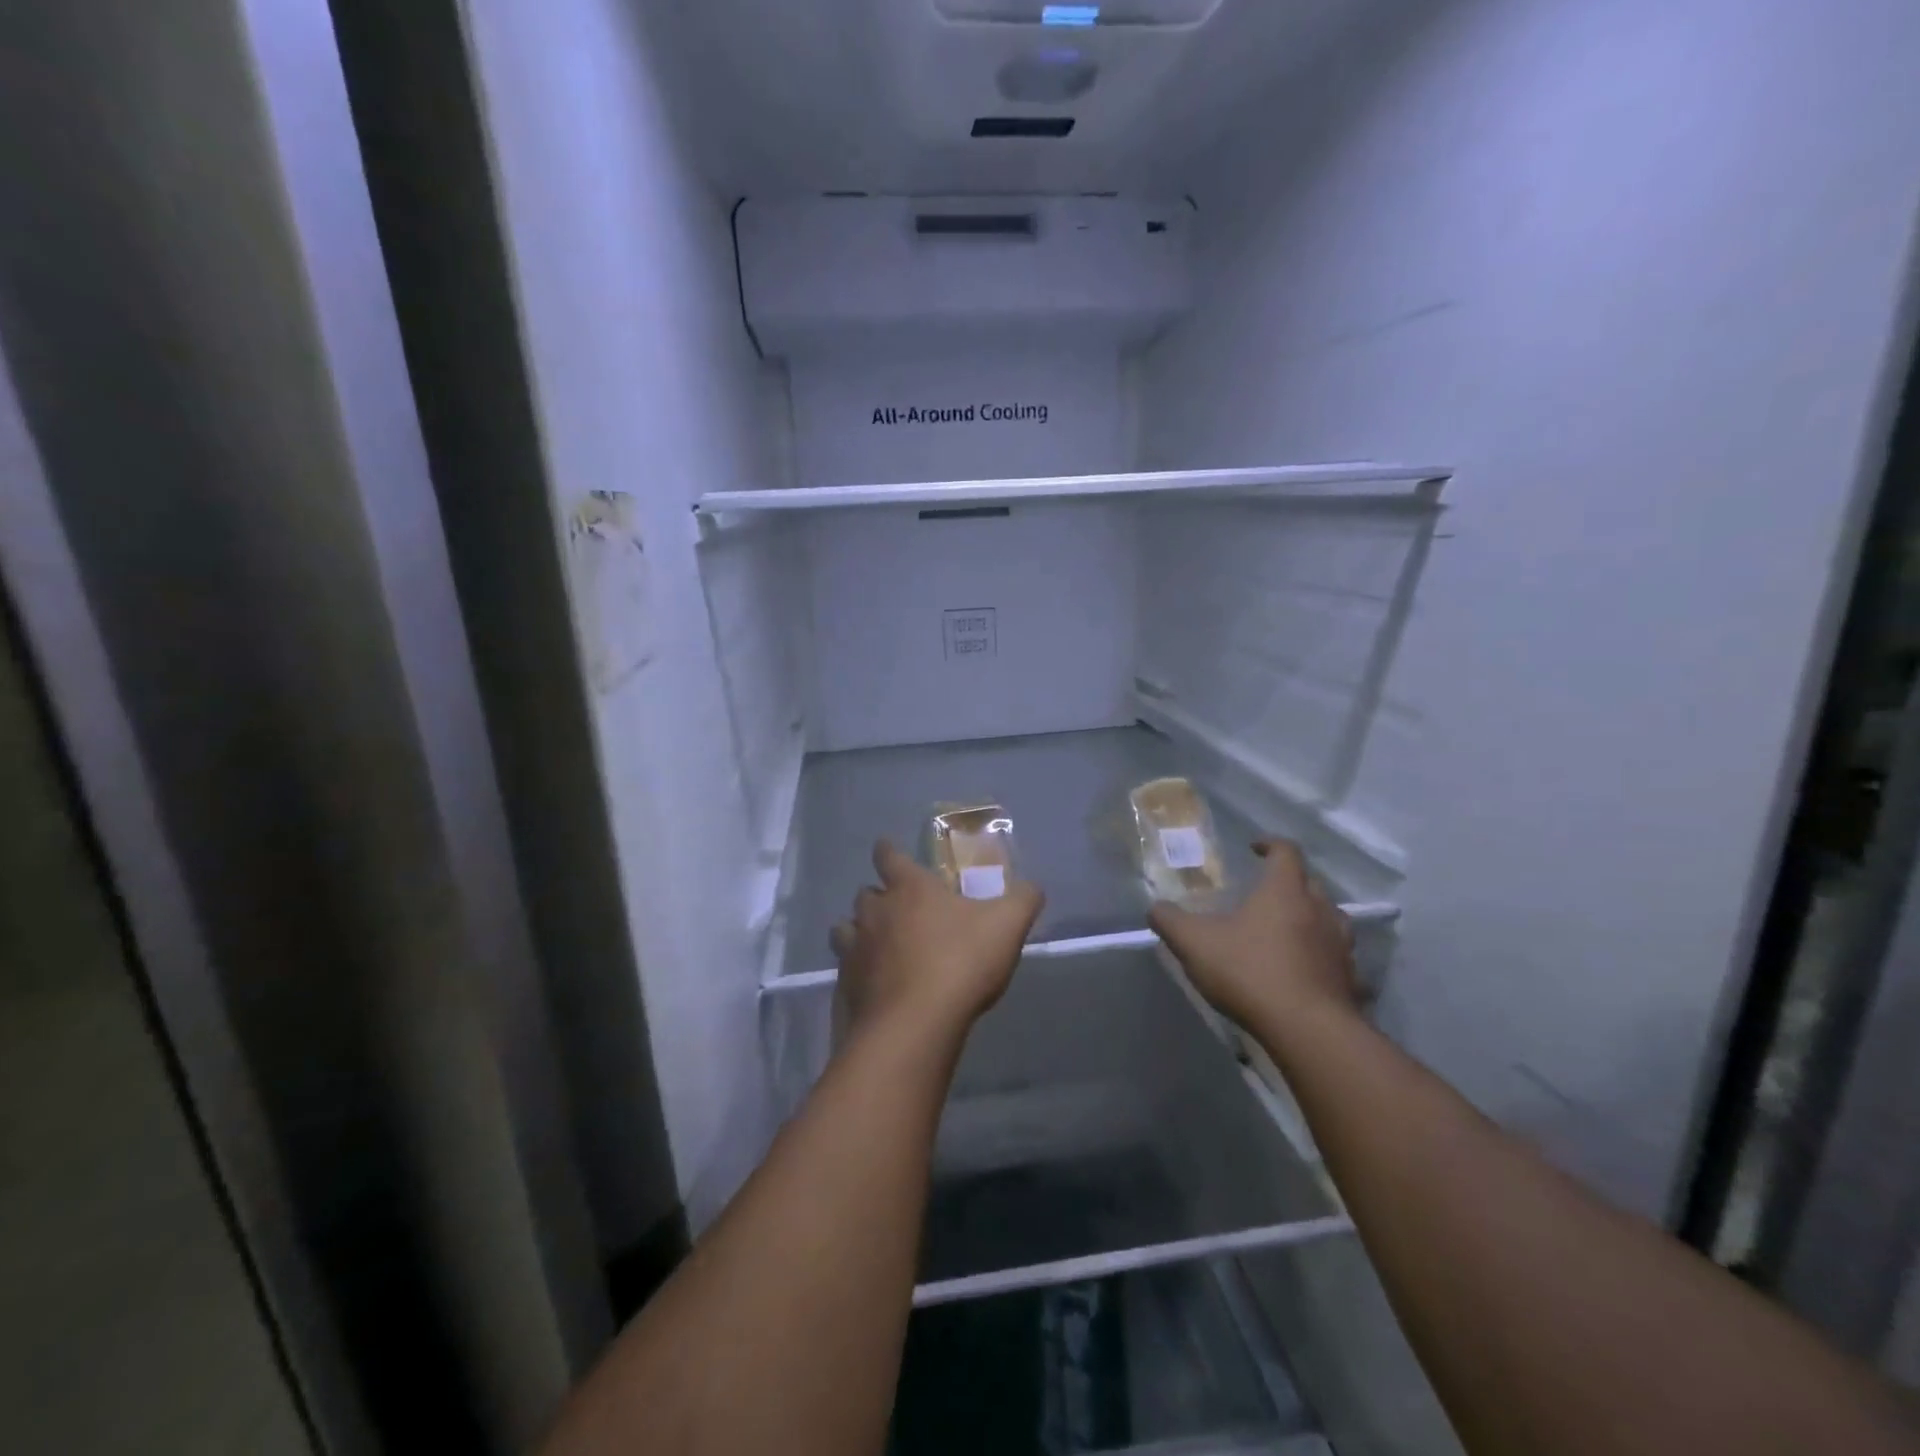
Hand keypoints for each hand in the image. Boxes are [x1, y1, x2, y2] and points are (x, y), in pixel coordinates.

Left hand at [831, 841, 1043, 1045]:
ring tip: (879, 946)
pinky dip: (857, 973)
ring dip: (858, 932)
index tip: (888, 851)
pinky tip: (875, 986)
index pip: (888, 855)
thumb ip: (1023, 899)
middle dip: (878, 897)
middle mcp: (875, 912)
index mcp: (909, 888)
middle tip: (899, 910)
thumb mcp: (1008, 925)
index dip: (888, 851)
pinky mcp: (845, 987)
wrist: (915, 1025)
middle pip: (865, 894)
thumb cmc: (961, 962)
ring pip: (845, 930)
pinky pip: (846, 970)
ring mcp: (854, 950)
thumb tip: (1032, 887)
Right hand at [1149, 839, 1357, 1032]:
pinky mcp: (1350, 981)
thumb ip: (1170, 921)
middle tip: (1265, 893)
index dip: (1270, 844)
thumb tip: (1156, 908)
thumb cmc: (1250, 972)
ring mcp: (1340, 947)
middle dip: (1290, 883)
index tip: (1254, 848)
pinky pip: (1337, 960)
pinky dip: (1323, 959)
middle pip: (1311, 884)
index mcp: (1285, 892)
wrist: (1308, 1031)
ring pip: (1330, 920)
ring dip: (1311, 919)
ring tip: (1288, 931)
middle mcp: (1320, 910)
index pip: (1286, 852)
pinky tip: (1306, 973)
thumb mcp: (1194, 943)